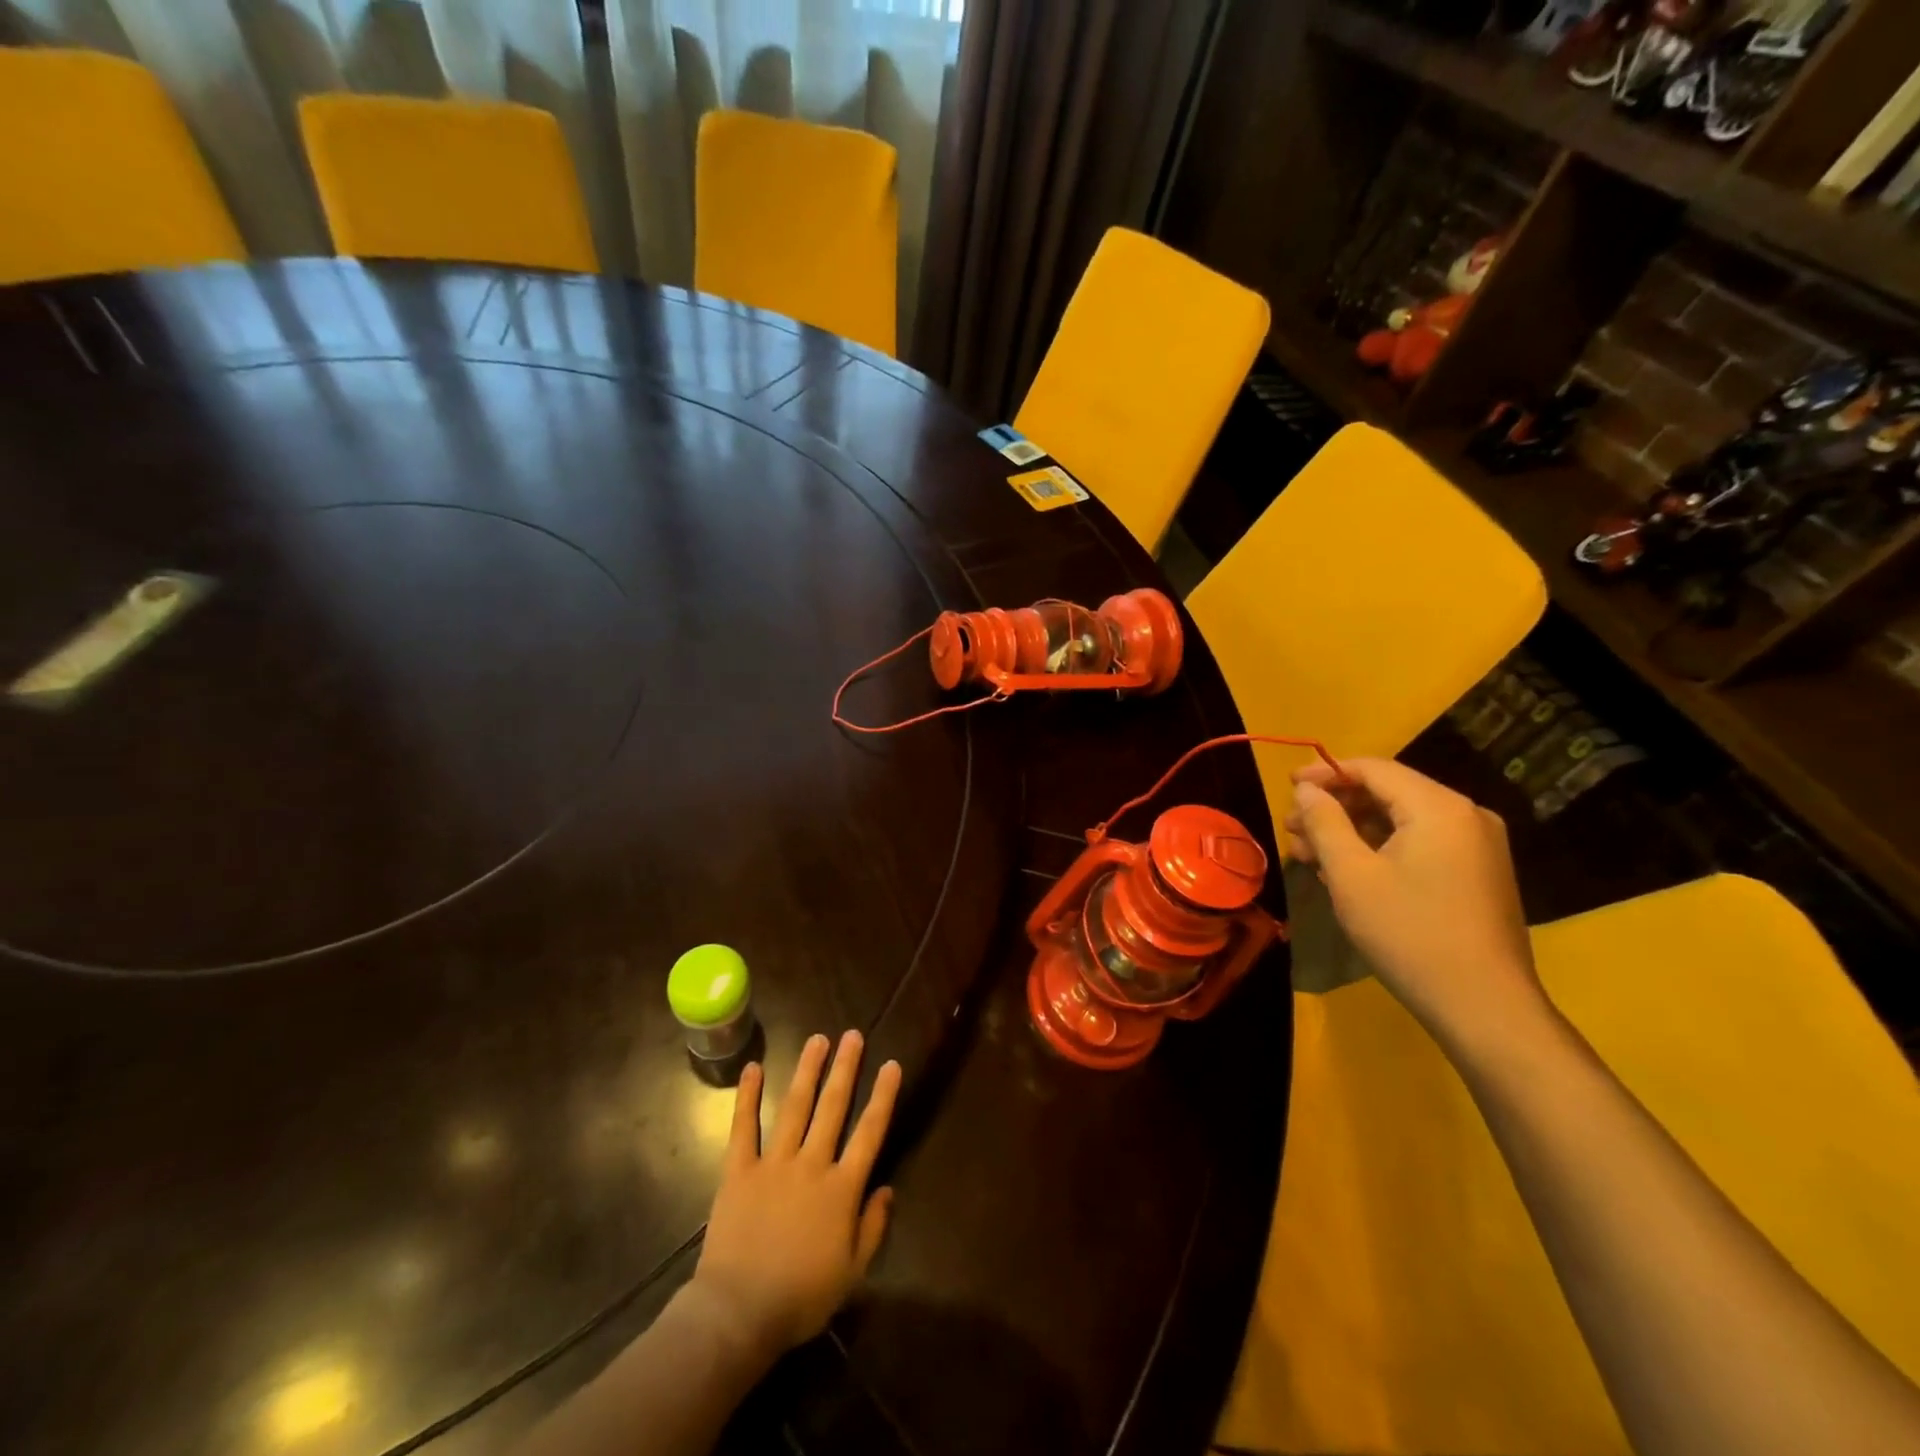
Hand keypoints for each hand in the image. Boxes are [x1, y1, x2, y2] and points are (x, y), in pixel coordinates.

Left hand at [692, 1031, 900, 1357]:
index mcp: (841, 1189)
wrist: (738, 1313)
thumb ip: (872, 1228)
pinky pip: (743, 1128)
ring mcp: (773, 1163)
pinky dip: (747, 1097)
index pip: (869, 1132)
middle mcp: (811, 1164)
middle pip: (832, 1108)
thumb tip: (887, 1189)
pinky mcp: (738, 1171)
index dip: (882, 1097)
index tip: (891, 1064)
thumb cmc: (800, 1298)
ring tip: (818, 1039)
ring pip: (795, 1107)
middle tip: (853, 1035)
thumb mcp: (852, 1273)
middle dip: (845, 1069)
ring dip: (807, 1071)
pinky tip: (752, 1068)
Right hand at [1284, 758, 1545, 1052]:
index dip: (1325, 773)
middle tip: (1292, 830)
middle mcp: (1466, 816)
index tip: (1287, 787)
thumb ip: (1324, 822)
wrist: (1484, 1007)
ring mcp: (1477, 847)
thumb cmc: (1409, 933)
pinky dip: (1380, 848)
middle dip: (1335, 807)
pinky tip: (1347, 871)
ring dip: (1352, 830)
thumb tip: (1307, 789)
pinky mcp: (1477, 874)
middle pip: (1388, 792)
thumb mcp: (1351, 874)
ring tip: (1309, 854)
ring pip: (1401, 820)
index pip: (1374, 769)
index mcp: (1439, 807)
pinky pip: (1419, 843)